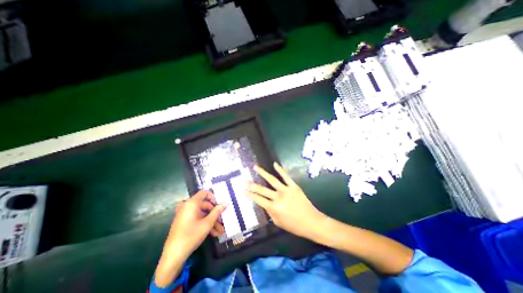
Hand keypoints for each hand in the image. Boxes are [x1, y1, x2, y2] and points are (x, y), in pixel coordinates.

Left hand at [155, 189, 228, 286]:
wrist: (173, 256)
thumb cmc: (191, 236)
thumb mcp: (207, 223)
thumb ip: (217, 212)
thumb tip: (226, 202)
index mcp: (191, 203)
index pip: (204, 193)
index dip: (213, 197)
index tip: (219, 204)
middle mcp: (187, 206)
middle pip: (204, 205)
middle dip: (214, 213)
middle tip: (222, 220)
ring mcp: (185, 215)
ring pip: (202, 214)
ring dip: (211, 221)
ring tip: (220, 231)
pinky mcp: (184, 222)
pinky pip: (197, 219)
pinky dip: (204, 224)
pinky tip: (213, 233)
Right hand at [245, 162, 324, 239]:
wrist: (312, 222)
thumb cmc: (294, 225)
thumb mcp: (278, 222)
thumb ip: (270, 212)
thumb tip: (265, 204)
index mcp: (273, 208)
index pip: (258, 199)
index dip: (249, 194)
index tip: (242, 189)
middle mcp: (278, 197)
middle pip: (262, 189)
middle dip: (251, 184)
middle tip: (244, 179)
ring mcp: (286, 190)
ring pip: (272, 179)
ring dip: (262, 173)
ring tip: (255, 167)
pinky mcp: (294, 186)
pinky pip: (286, 176)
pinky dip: (280, 169)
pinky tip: (275, 164)